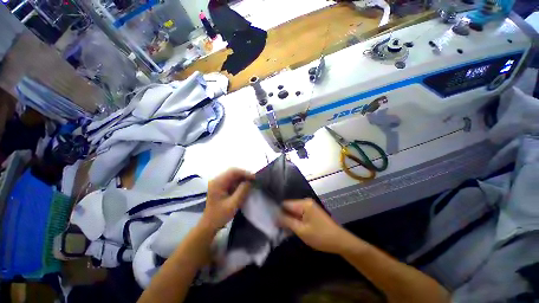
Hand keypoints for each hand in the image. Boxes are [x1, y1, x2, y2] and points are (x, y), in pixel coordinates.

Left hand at [200, 168, 253, 233]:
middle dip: (244, 175)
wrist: (208, 225)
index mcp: (218, 183)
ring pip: (233, 175)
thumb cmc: (219, 216)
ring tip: (251, 183)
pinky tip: (244, 186)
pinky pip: (231, 180)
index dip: (245, 173)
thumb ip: (242, 191)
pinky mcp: (220, 186)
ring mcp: (218, 183)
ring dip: (242, 178)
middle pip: (233, 172)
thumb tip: (250, 181)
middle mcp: (217, 180)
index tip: (254, 178)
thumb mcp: (233, 204)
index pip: (233, 172)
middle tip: (254, 180)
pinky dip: (239, 182)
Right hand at [278, 199, 355, 253]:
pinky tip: (290, 230)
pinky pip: (299, 215)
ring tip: (280, 229)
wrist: (340, 242)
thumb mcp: (301, 230)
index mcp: (304, 204)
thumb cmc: (321, 236)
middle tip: (275, 227)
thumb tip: (275, 216)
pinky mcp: (311, 213)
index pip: (286, 204)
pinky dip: (295, 222)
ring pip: (294, 212)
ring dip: (288, 220)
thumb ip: (287, 222)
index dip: (277, 211)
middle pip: (289, 208)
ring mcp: (309, 207)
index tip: (270, 219)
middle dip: (283, 217)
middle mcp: (306, 202)